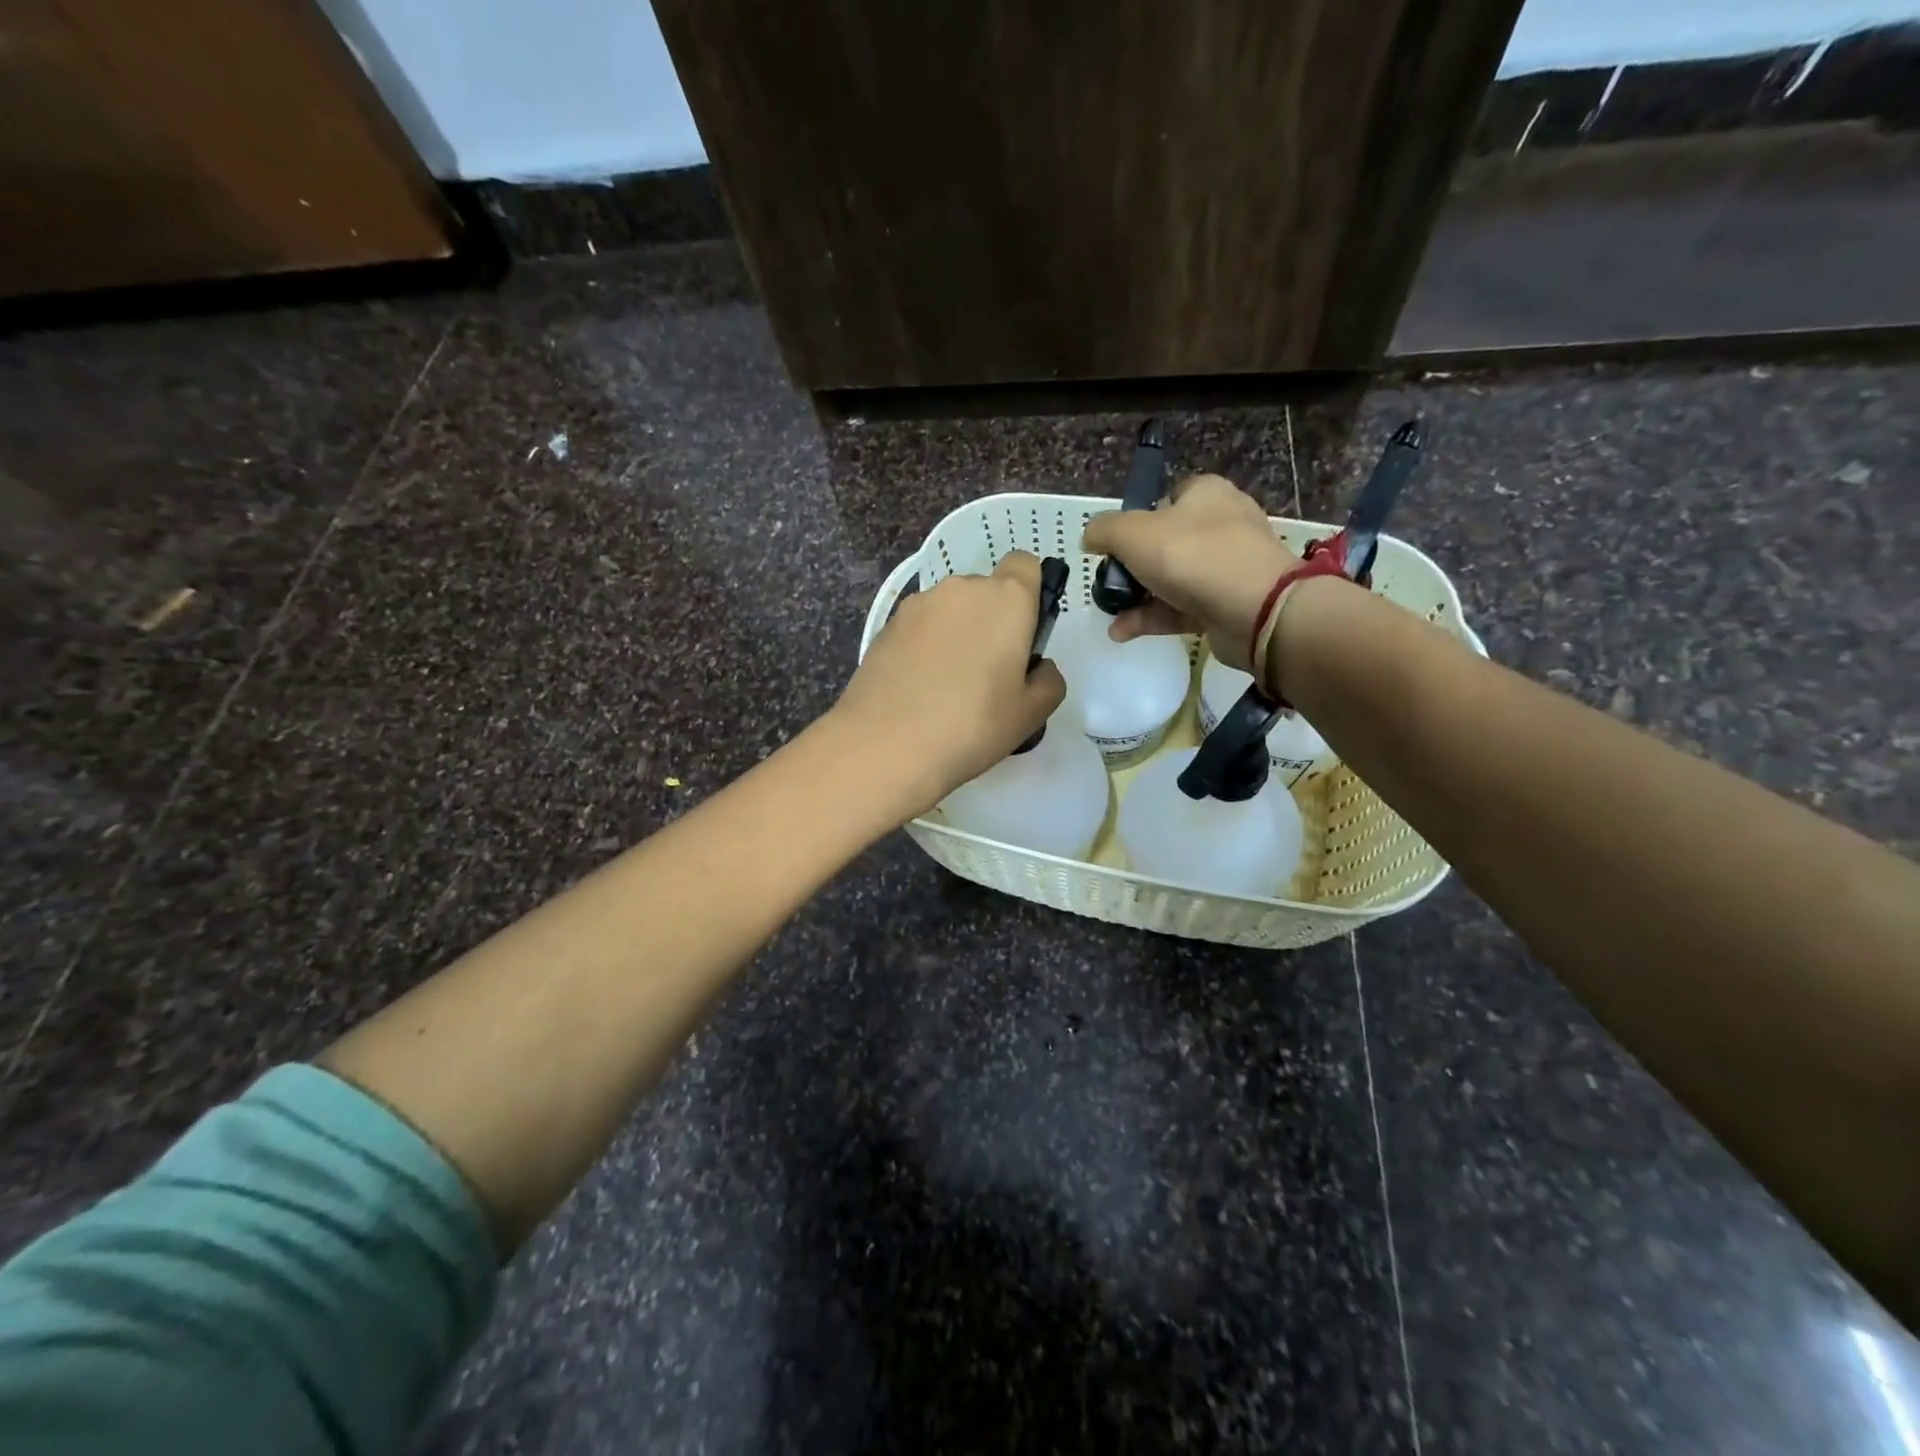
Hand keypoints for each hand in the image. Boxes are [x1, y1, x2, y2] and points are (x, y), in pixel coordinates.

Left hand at [834, 551, 1066, 816]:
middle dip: (991, 621)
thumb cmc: (972, 725)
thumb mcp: (1031, 714)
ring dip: (956, 633)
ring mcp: (918, 605)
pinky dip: (926, 647)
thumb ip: (1048, 680)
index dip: (1029, 594)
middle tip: (989, 675)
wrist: (886, 745)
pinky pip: (920, 628)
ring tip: (948, 686)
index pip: (1024, 565)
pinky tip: (919, 689)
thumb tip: (1036, 667)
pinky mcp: (886, 625)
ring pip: (950, 610)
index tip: (1024, 634)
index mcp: (1005, 599)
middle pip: (986, 592)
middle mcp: (961, 589)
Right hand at [1080, 474, 1302, 670]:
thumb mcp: (1133, 533)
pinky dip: (1152, 618)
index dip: (1137, 520)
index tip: (1115, 546)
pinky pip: (1182, 607)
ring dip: (1138, 598)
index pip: (1166, 498)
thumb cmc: (1192, 557)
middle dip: (1133, 566)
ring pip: (1172, 578)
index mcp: (1205, 494)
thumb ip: (1104, 530)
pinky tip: (1122, 632)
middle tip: (1110, 583)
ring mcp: (1228, 566)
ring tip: (1110, 614)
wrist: (1255, 609)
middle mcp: (1221, 524)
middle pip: (1166, 542)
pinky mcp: (1228, 603)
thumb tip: (1089, 537)